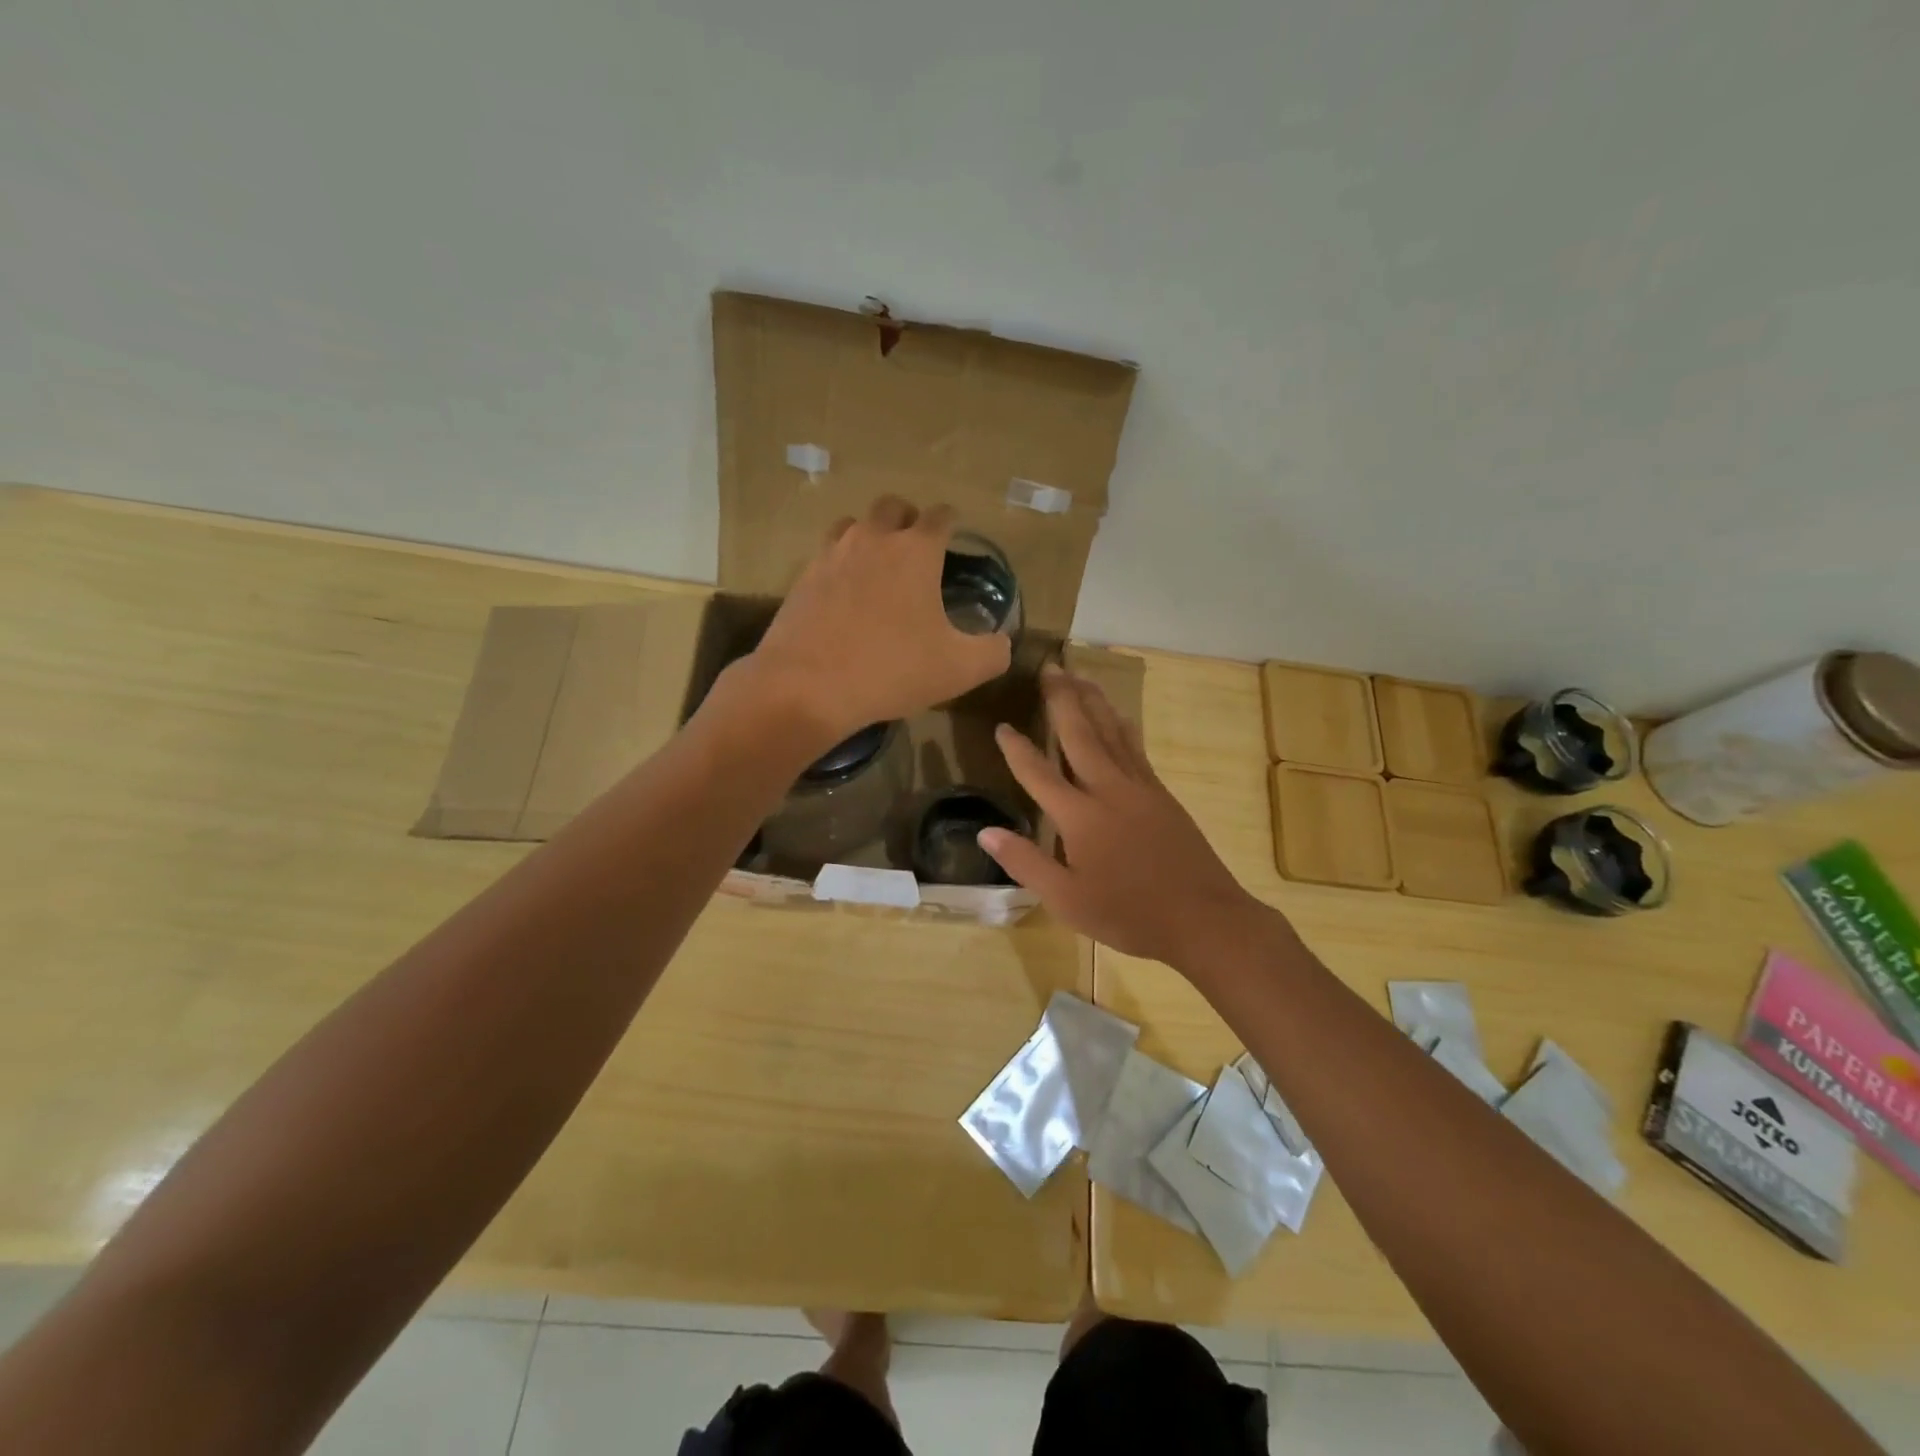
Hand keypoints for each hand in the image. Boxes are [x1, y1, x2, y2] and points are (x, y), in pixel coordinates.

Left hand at [739, 496, 1011, 748]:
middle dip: (909, 519)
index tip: (955, 536)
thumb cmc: (892, 669)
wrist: (808, 686)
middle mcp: (873, 539)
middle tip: (916, 549)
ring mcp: (832, 554)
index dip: (952, 522)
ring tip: (879, 566)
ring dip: (871, 535)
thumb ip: (993, 652)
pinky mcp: (803, 577)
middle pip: (893, 506)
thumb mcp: (960, 669)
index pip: (940, 516)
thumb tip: (1002, 642)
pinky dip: (841, 563)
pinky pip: (827, 554)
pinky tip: (846, 594)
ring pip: (854, 524)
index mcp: (916, 550)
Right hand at [978, 664, 1268, 967]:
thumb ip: (1024, 862)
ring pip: (1111, 731)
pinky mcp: (1161, 793)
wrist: (1202, 918)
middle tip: (1049, 667)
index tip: (1002, 725)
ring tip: (1079, 675)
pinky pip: (1135, 746)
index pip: (1038, 773)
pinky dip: (1121, 724)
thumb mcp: (1066, 899)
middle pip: (1079, 733)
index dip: (1017, 749)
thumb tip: (985, 832)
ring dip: (1092, 700)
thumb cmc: (1128, 914)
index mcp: (1079, 816)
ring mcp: (1139, 787)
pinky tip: (1117, 714)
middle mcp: (1108, 789)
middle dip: (1062, 699)